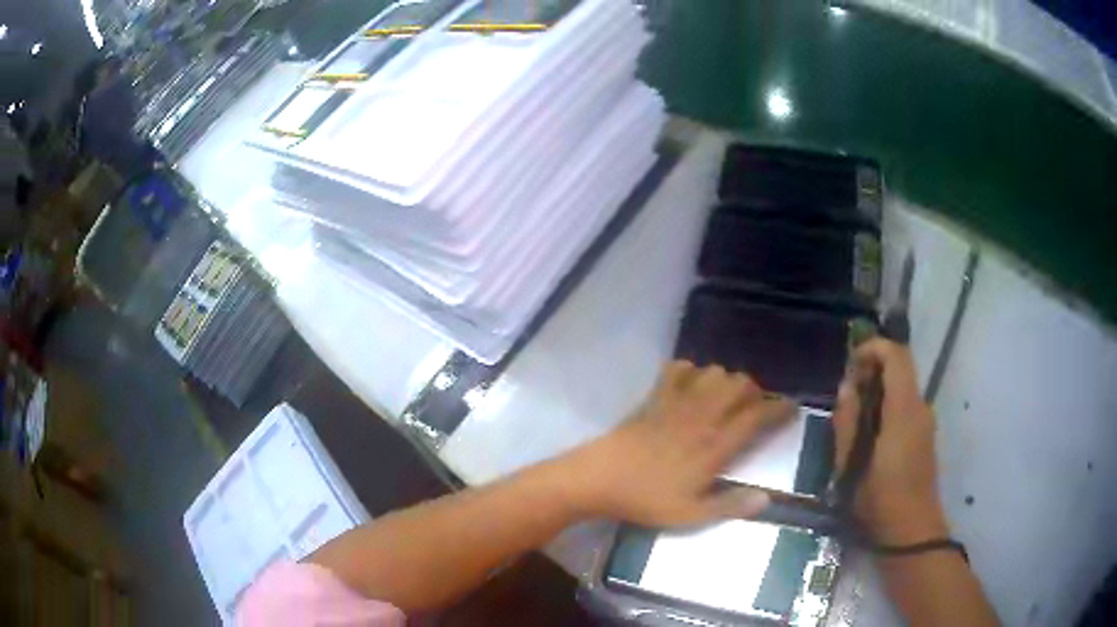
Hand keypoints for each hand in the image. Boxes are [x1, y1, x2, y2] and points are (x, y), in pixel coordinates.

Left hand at [567, 361, 795, 526]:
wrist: (599, 479)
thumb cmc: (646, 499)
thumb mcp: (691, 514)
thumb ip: (731, 506)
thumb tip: (767, 498)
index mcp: (715, 445)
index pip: (757, 416)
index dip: (780, 408)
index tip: (792, 408)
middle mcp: (702, 416)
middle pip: (740, 384)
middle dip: (755, 391)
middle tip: (754, 408)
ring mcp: (676, 402)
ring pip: (714, 371)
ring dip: (726, 380)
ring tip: (725, 399)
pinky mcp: (654, 396)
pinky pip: (678, 369)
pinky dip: (690, 371)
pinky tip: (690, 386)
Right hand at [833, 339, 948, 544]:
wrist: (911, 532)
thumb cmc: (879, 501)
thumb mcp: (851, 466)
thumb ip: (848, 422)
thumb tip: (846, 386)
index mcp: (904, 410)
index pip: (897, 356)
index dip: (873, 347)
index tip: (850, 362)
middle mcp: (920, 408)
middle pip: (900, 369)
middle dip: (872, 370)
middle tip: (846, 394)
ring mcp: (926, 422)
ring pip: (903, 388)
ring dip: (878, 391)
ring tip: (853, 418)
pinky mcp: (925, 436)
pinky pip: (906, 406)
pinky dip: (887, 406)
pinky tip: (869, 435)